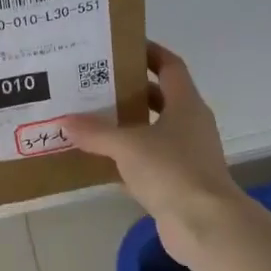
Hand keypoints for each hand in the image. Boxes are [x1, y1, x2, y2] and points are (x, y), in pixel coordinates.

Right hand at [59, 43, 242, 259]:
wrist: (204, 224)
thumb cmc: (171, 170)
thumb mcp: (128, 146)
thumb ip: (96, 132)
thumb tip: (66, 121)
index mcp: (186, 104)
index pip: (170, 67)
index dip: (150, 53)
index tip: (123, 46)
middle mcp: (190, 125)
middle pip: (159, 98)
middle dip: (130, 90)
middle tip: (95, 83)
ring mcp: (186, 155)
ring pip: (152, 131)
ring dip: (126, 126)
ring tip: (90, 118)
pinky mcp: (177, 182)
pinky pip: (148, 162)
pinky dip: (126, 159)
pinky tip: (99, 159)